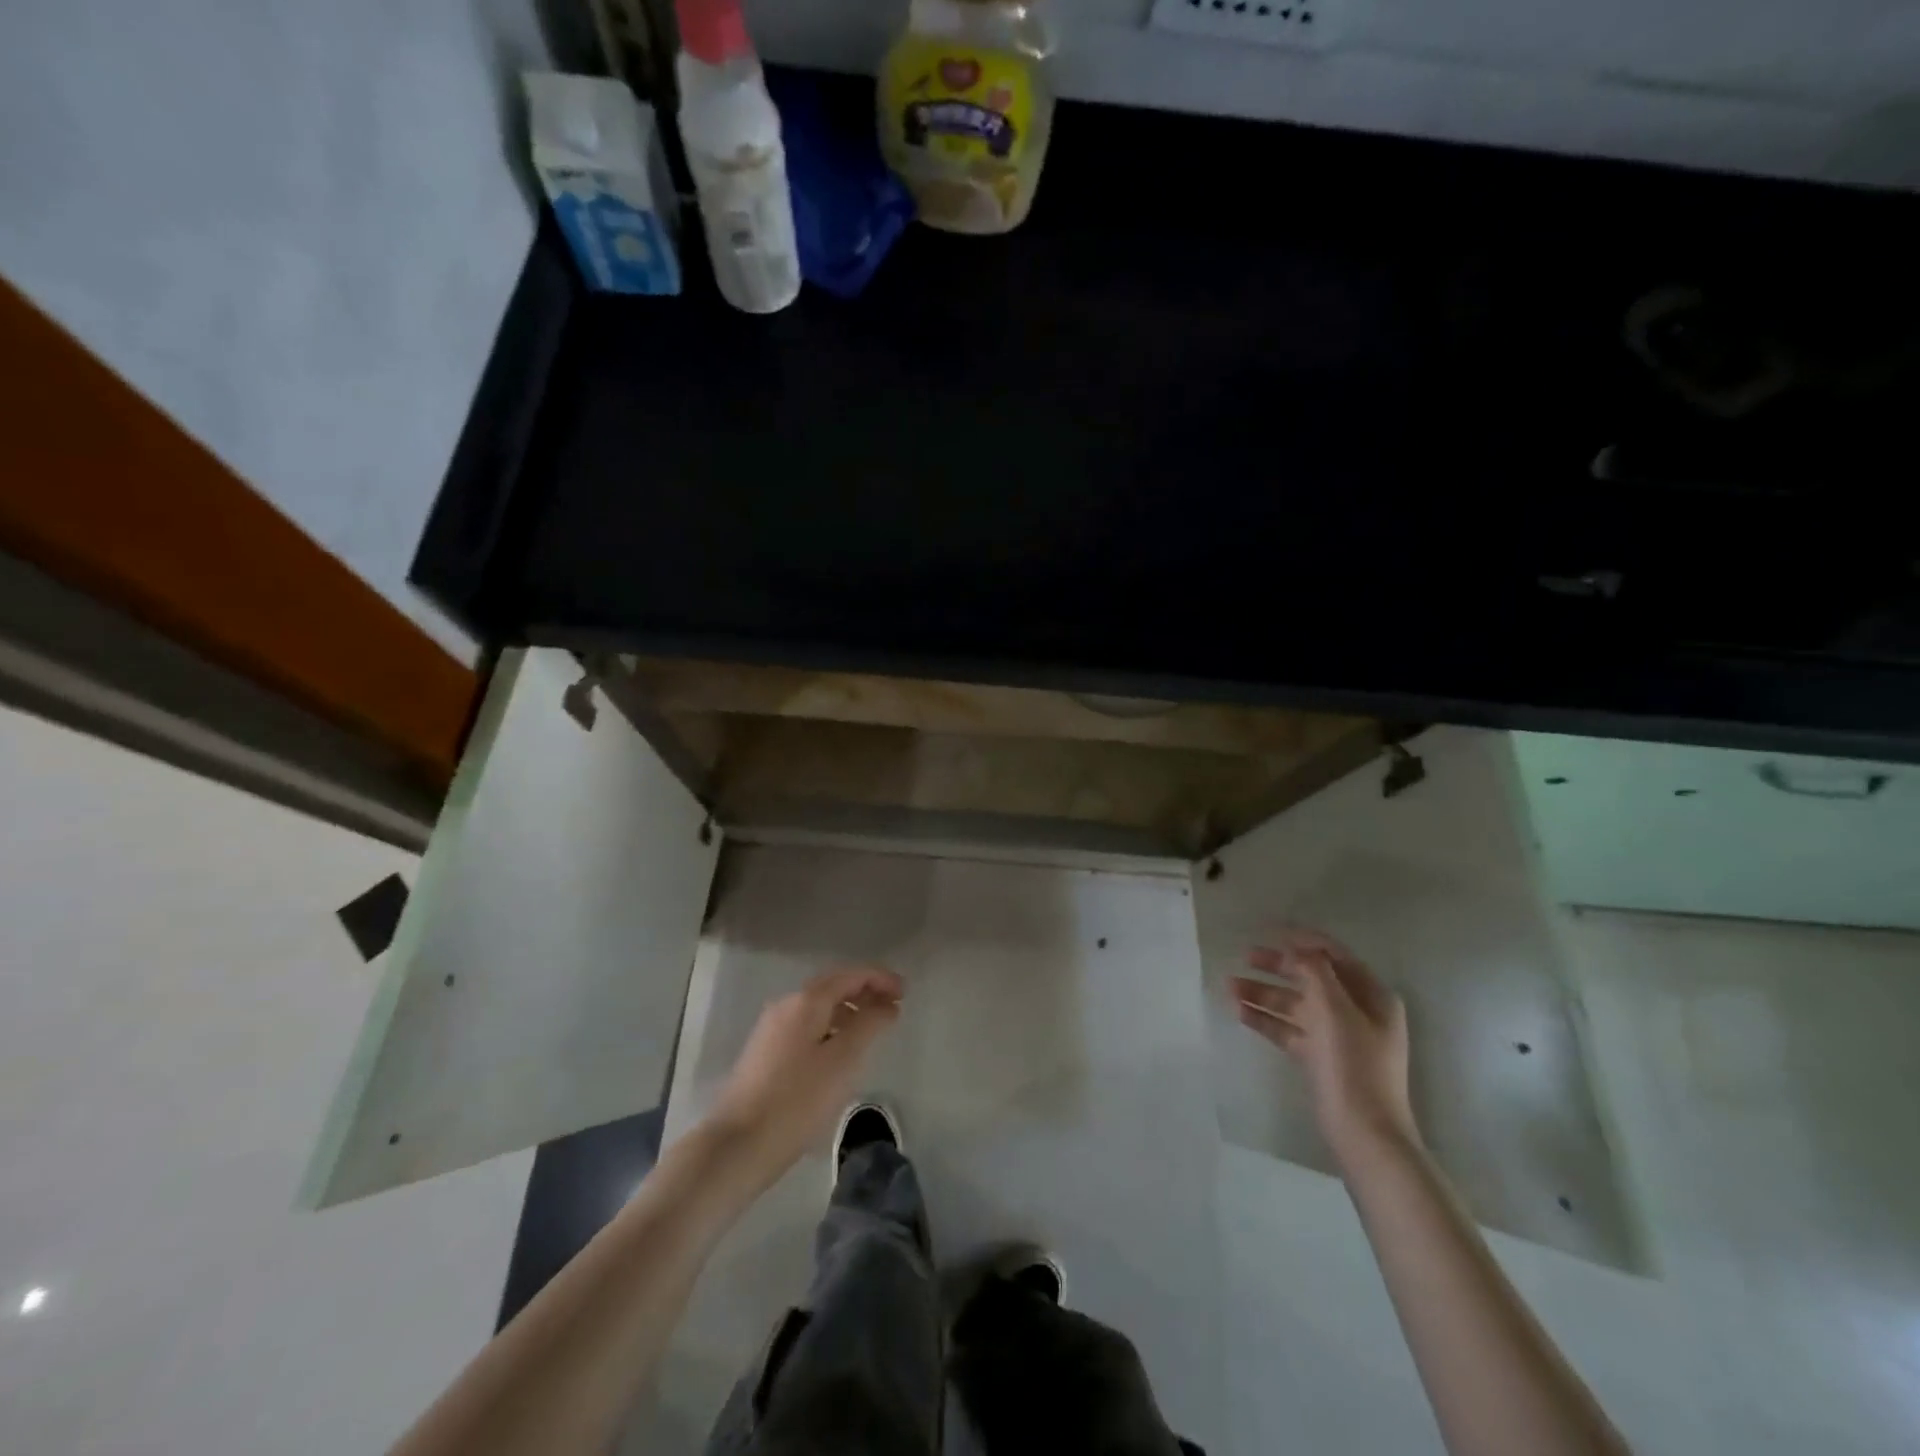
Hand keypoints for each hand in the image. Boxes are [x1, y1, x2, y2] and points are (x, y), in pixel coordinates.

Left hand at [705, 965, 903, 1184]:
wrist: (738, 1145)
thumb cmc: (797, 1100)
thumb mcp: (843, 1060)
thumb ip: (869, 1024)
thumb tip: (886, 1004)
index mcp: (805, 1001)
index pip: (849, 976)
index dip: (879, 979)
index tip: (905, 991)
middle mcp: (786, 1006)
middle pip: (832, 987)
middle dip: (865, 992)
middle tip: (894, 1006)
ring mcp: (772, 1030)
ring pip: (819, 1009)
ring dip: (848, 1011)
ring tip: (873, 1030)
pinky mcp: (766, 1055)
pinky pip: (807, 1027)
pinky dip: (831, 1028)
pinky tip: (841, 1052)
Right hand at [1229, 928, 1419, 1167]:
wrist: (1365, 1134)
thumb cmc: (1354, 1065)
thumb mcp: (1334, 1010)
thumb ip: (1314, 972)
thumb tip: (1297, 948)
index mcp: (1371, 995)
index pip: (1333, 955)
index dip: (1302, 940)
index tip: (1269, 931)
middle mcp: (1357, 1011)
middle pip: (1311, 978)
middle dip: (1277, 966)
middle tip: (1244, 956)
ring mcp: (1339, 1036)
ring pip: (1296, 1004)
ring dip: (1264, 993)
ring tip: (1229, 986)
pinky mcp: (1321, 1059)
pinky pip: (1289, 1030)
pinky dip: (1267, 1020)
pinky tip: (1239, 1013)